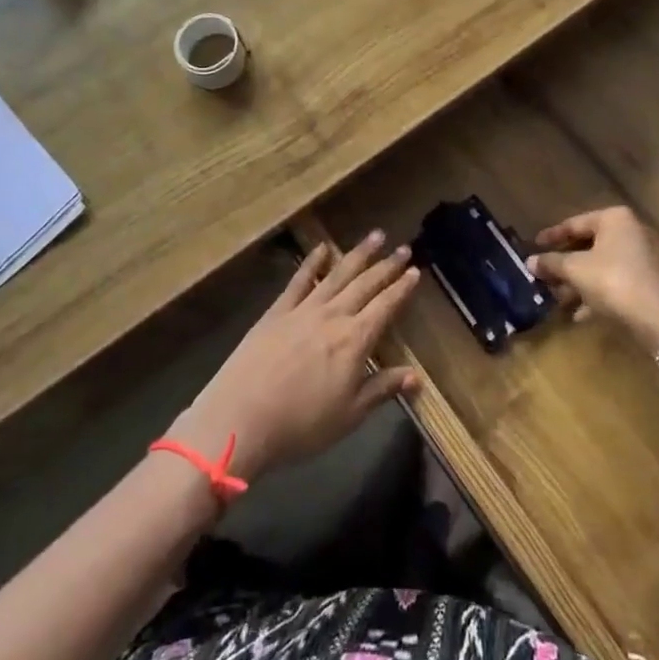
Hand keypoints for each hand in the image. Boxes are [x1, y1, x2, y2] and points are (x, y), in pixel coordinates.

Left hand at [167, 232, 419, 480]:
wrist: (241, 416)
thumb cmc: (301, 424)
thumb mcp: (350, 414)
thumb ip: (382, 389)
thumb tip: (417, 376)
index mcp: (355, 340)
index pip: (385, 307)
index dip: (402, 289)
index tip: (416, 271)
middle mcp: (333, 316)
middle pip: (365, 284)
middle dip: (387, 266)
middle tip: (404, 247)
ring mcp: (303, 309)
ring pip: (337, 274)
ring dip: (358, 254)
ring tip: (375, 236)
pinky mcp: (277, 311)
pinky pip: (299, 280)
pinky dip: (313, 262)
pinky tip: (323, 248)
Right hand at [528, 206, 658, 349]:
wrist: (655, 319)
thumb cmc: (611, 281)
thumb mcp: (575, 269)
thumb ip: (551, 262)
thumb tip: (529, 261)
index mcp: (613, 219)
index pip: (574, 223)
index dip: (551, 236)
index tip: (533, 246)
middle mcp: (628, 232)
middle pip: (586, 245)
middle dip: (563, 263)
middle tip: (542, 273)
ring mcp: (637, 258)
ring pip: (597, 266)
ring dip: (575, 281)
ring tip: (554, 296)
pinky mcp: (641, 282)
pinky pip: (610, 283)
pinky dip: (592, 294)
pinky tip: (576, 314)